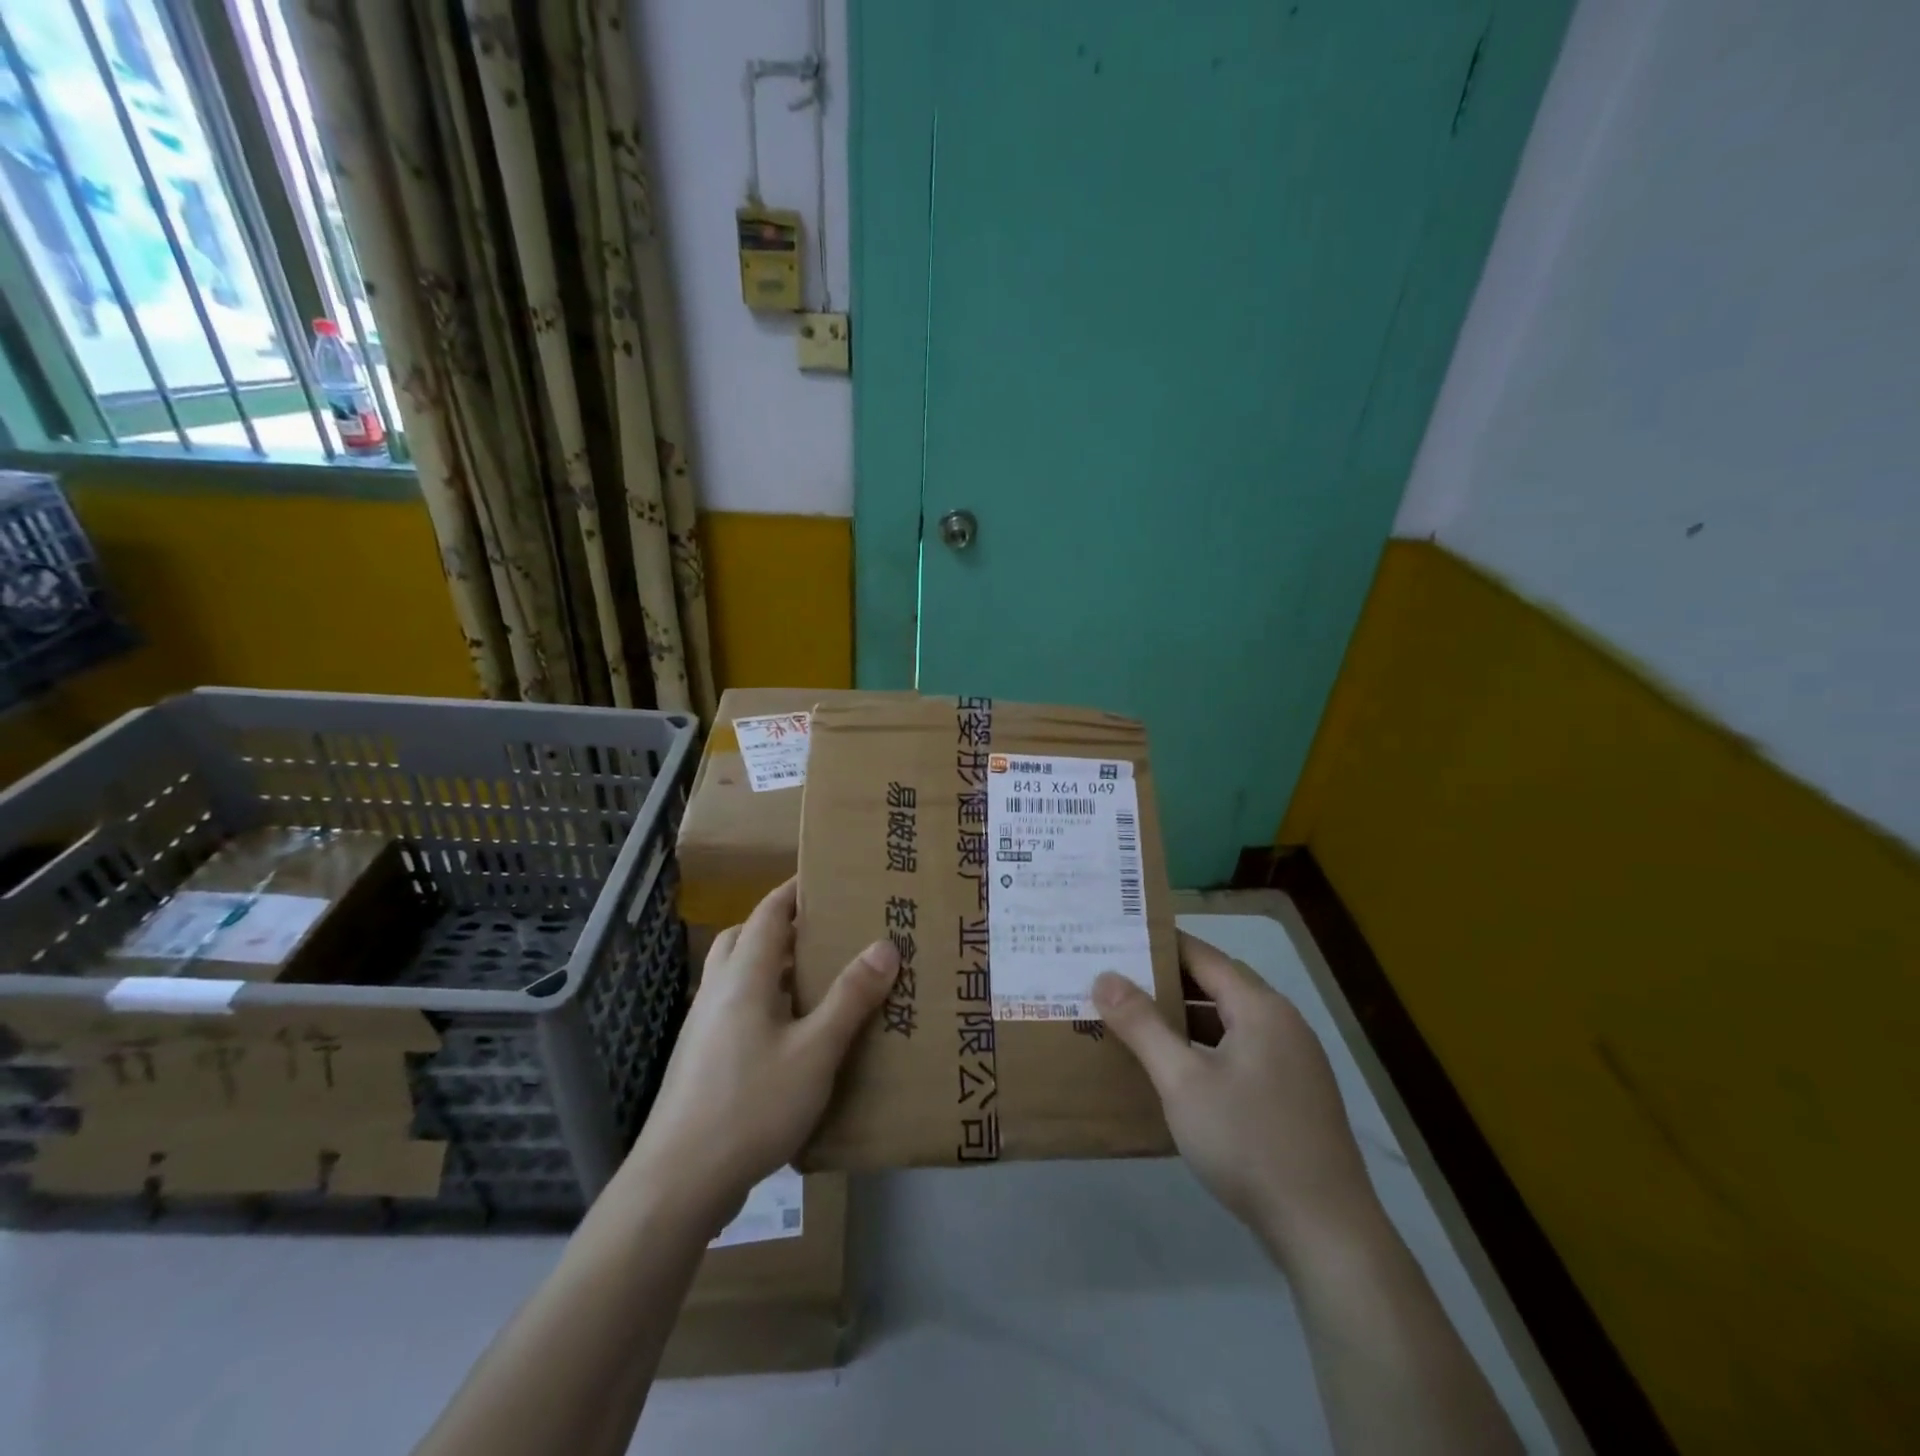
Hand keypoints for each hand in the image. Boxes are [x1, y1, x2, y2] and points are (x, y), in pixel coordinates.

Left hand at [623, 879, 897, 1232]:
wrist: (678, 1182)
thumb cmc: (752, 1105)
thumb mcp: (815, 1052)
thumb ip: (851, 998)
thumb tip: (885, 945)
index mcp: (745, 976)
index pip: (770, 912)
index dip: (796, 890)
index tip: (828, 877)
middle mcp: (719, 990)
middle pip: (748, 937)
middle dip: (784, 925)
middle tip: (826, 929)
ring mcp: (705, 1025)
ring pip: (740, 974)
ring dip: (774, 964)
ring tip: (818, 977)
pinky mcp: (702, 1058)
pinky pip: (737, 1007)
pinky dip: (765, 999)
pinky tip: (793, 1032)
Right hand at [1093, 933, 1375, 1256]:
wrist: (1326, 1233)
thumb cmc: (1249, 1143)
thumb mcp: (1183, 1081)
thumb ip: (1142, 1025)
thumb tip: (1105, 977)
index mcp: (1260, 1008)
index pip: (1202, 956)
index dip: (1159, 945)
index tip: (1117, 940)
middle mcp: (1282, 1023)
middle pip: (1216, 986)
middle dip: (1166, 982)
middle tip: (1115, 980)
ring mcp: (1292, 1061)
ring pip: (1227, 1022)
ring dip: (1184, 1018)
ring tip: (1134, 1020)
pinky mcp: (1292, 1095)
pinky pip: (1239, 1052)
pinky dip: (1204, 1048)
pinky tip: (1174, 1068)